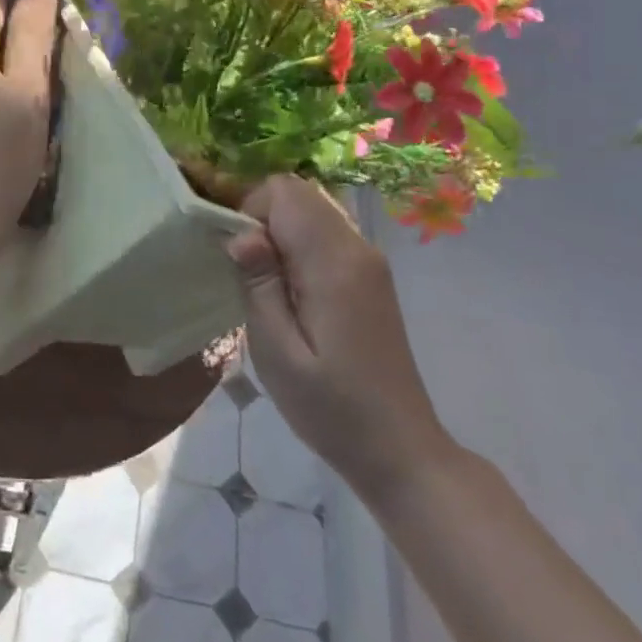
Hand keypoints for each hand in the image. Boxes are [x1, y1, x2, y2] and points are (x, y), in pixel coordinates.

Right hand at [226, 175, 455, 507]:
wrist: (400, 450)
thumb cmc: (331, 408)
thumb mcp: (278, 352)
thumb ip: (258, 284)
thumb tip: (241, 234)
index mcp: (335, 262)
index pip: (284, 191)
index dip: (251, 211)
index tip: (240, 260)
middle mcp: (357, 248)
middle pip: (300, 193)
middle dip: (263, 217)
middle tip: (251, 274)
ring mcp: (369, 261)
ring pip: (313, 210)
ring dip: (280, 232)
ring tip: (269, 286)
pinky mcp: (370, 276)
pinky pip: (326, 234)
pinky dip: (299, 245)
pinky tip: (293, 294)